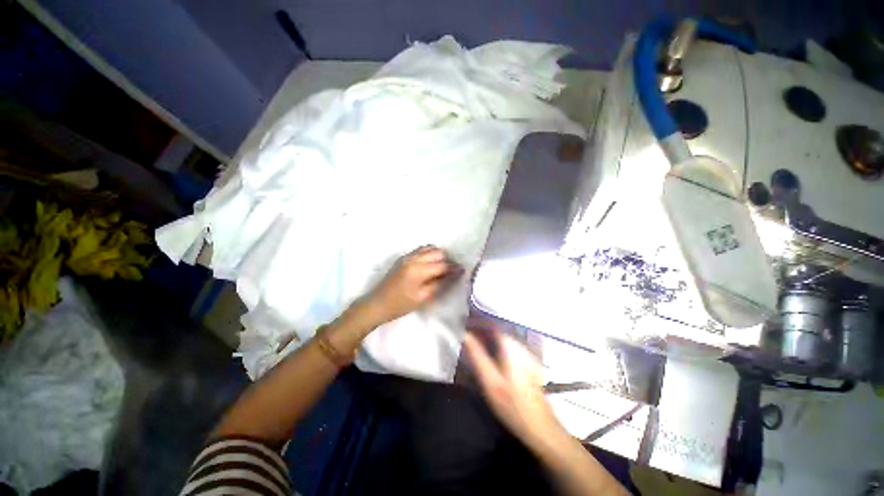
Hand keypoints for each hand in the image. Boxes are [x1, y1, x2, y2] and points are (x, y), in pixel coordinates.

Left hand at [363, 246, 459, 325]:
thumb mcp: (424, 298)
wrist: (377, 303)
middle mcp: (413, 258)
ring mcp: (407, 256)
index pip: (442, 264)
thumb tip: (455, 274)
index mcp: (419, 269)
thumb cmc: (401, 305)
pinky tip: (429, 264)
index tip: (463, 271)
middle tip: (450, 271)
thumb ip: (441, 284)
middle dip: (446, 260)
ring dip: (437, 255)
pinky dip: (428, 254)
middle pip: (437, 252)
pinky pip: (420, 250)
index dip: (454, 268)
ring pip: (429, 248)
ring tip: (440, 267)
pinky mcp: (403, 258)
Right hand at [463, 329, 562, 449]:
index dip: (476, 321)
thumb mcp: (491, 381)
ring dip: (488, 337)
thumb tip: (465, 334)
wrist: (541, 427)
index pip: (490, 323)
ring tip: (474, 343)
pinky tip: (490, 355)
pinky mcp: (528, 362)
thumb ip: (477, 356)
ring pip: (503, 338)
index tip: (463, 324)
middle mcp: (520, 344)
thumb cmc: (513, 405)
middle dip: (481, 329)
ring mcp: (526, 353)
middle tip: (466, 336)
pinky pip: (508, 346)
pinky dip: (496, 346)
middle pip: (497, 329)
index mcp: (510, 345)